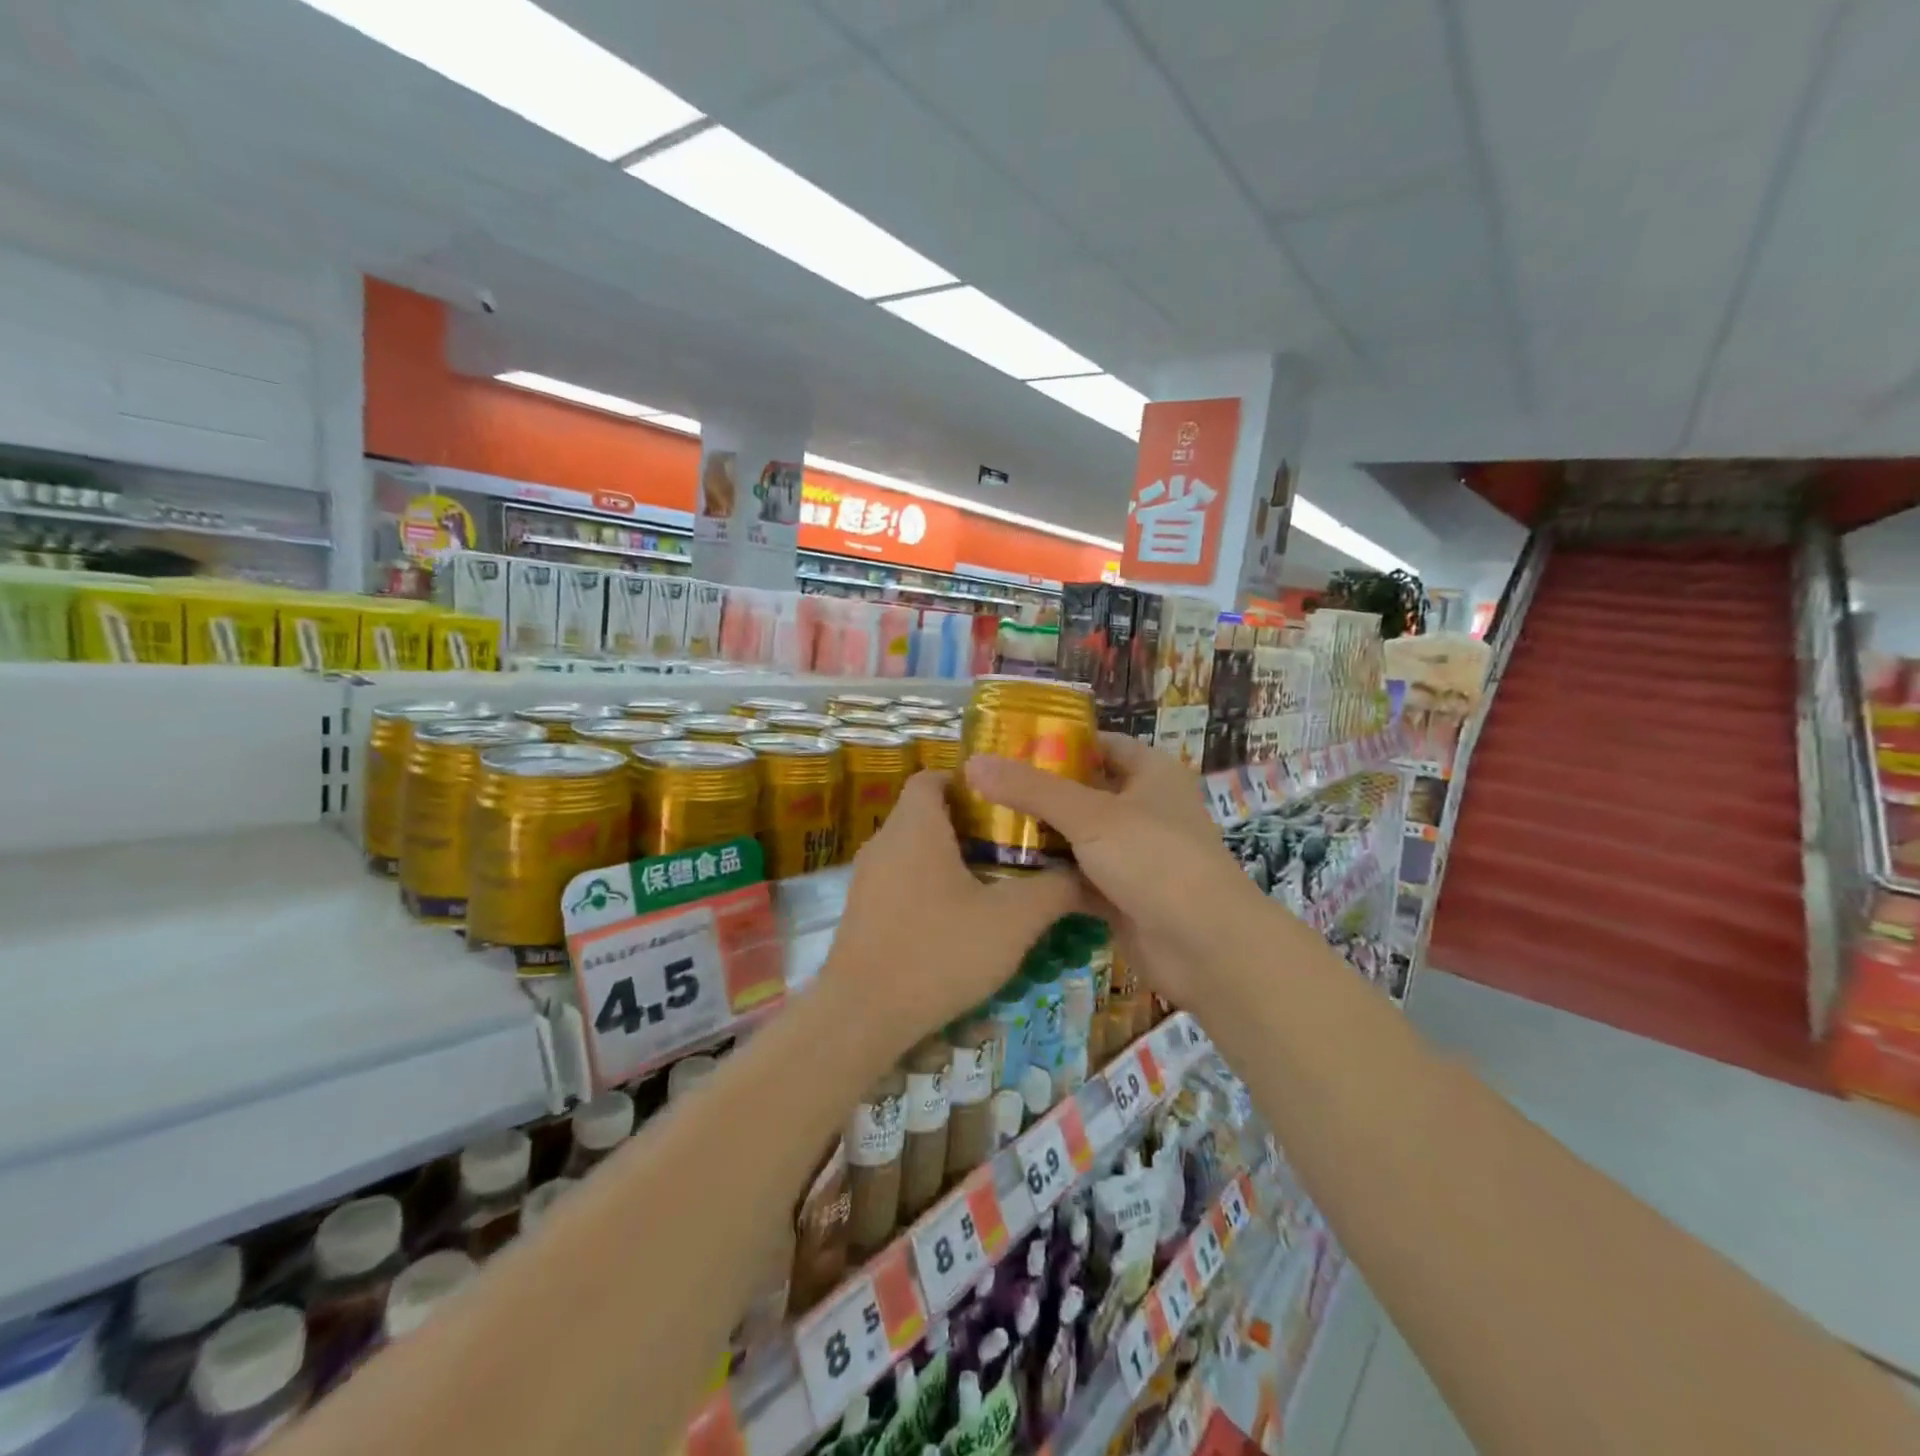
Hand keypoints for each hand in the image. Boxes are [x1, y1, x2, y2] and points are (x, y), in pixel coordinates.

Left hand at [819, 771, 1078, 1056]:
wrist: (862, 1017)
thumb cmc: (938, 952)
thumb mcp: (1012, 921)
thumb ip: (1054, 890)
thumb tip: (1086, 873)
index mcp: (915, 826)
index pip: (933, 776)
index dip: (969, 783)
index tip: (1006, 805)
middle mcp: (884, 843)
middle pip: (927, 815)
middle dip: (971, 828)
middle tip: (1014, 848)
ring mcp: (867, 880)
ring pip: (914, 853)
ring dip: (951, 863)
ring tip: (994, 888)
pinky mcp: (861, 914)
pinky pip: (901, 886)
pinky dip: (930, 892)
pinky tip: (959, 928)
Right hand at [962, 734, 1259, 1006]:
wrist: (1205, 947)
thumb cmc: (1155, 860)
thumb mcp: (1090, 815)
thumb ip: (1031, 789)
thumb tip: (972, 763)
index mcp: (1150, 773)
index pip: (1100, 744)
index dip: (1058, 741)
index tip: (1008, 745)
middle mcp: (1144, 808)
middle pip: (1083, 791)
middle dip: (1038, 792)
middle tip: (983, 788)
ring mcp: (1134, 854)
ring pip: (1078, 837)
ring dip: (1040, 836)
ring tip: (982, 826)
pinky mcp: (1122, 894)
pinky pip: (1078, 875)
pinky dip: (1050, 874)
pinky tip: (1006, 871)